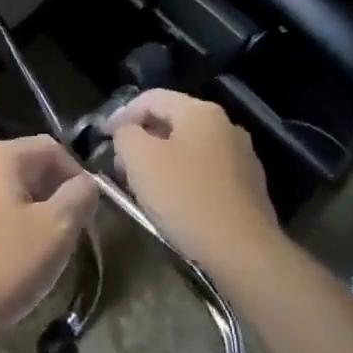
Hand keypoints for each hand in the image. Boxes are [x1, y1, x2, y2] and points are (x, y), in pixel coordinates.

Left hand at [0, 136, 97, 352]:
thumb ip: (79, 198)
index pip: (50, 148)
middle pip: (20, 168)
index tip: (87, 213)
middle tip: (63, 236)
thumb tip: (85, 182)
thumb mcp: (55, 233)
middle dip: (47, 196)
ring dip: (18, 213)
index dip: (76, 175)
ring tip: (30, 252)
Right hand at [107, 89, 279, 281]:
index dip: (121, 114)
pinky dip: (185, 177)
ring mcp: (242, 156)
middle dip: (142, 138)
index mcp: (200, 111)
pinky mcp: (250, 186)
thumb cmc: (186, 198)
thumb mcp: (140, 160)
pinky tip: (174, 202)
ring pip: (190, 147)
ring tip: (143, 184)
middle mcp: (226, 125)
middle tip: (120, 163)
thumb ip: (126, 134)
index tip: (102, 137)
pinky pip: (207, 171)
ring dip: (162, 159)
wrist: (244, 253)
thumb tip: (127, 132)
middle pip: (172, 121)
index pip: (151, 98)